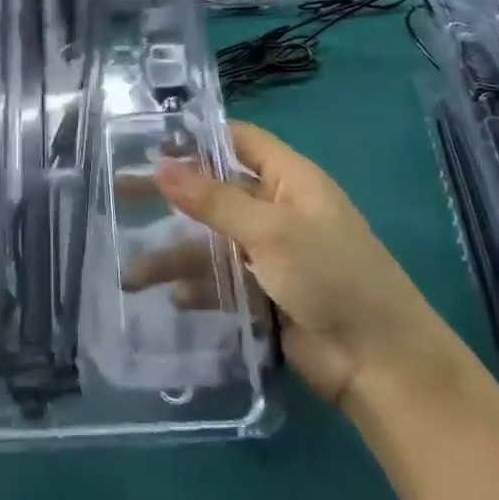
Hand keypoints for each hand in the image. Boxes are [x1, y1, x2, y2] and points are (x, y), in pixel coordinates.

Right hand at [153, 122, 439, 409]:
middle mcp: (277, 210)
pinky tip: (170, 299)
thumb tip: (161, 168)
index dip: (199, 136)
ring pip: (211, 243)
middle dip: (171, 196)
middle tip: (118, 194)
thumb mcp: (272, 231)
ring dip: (174, 255)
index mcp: (291, 180)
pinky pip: (220, 283)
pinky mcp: (262, 295)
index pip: (240, 141)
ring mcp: (268, 255)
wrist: (380, 363)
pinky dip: (197, 288)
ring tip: (131, 273)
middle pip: (215, 192)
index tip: (149, 140)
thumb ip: (214, 200)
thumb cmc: (332, 276)